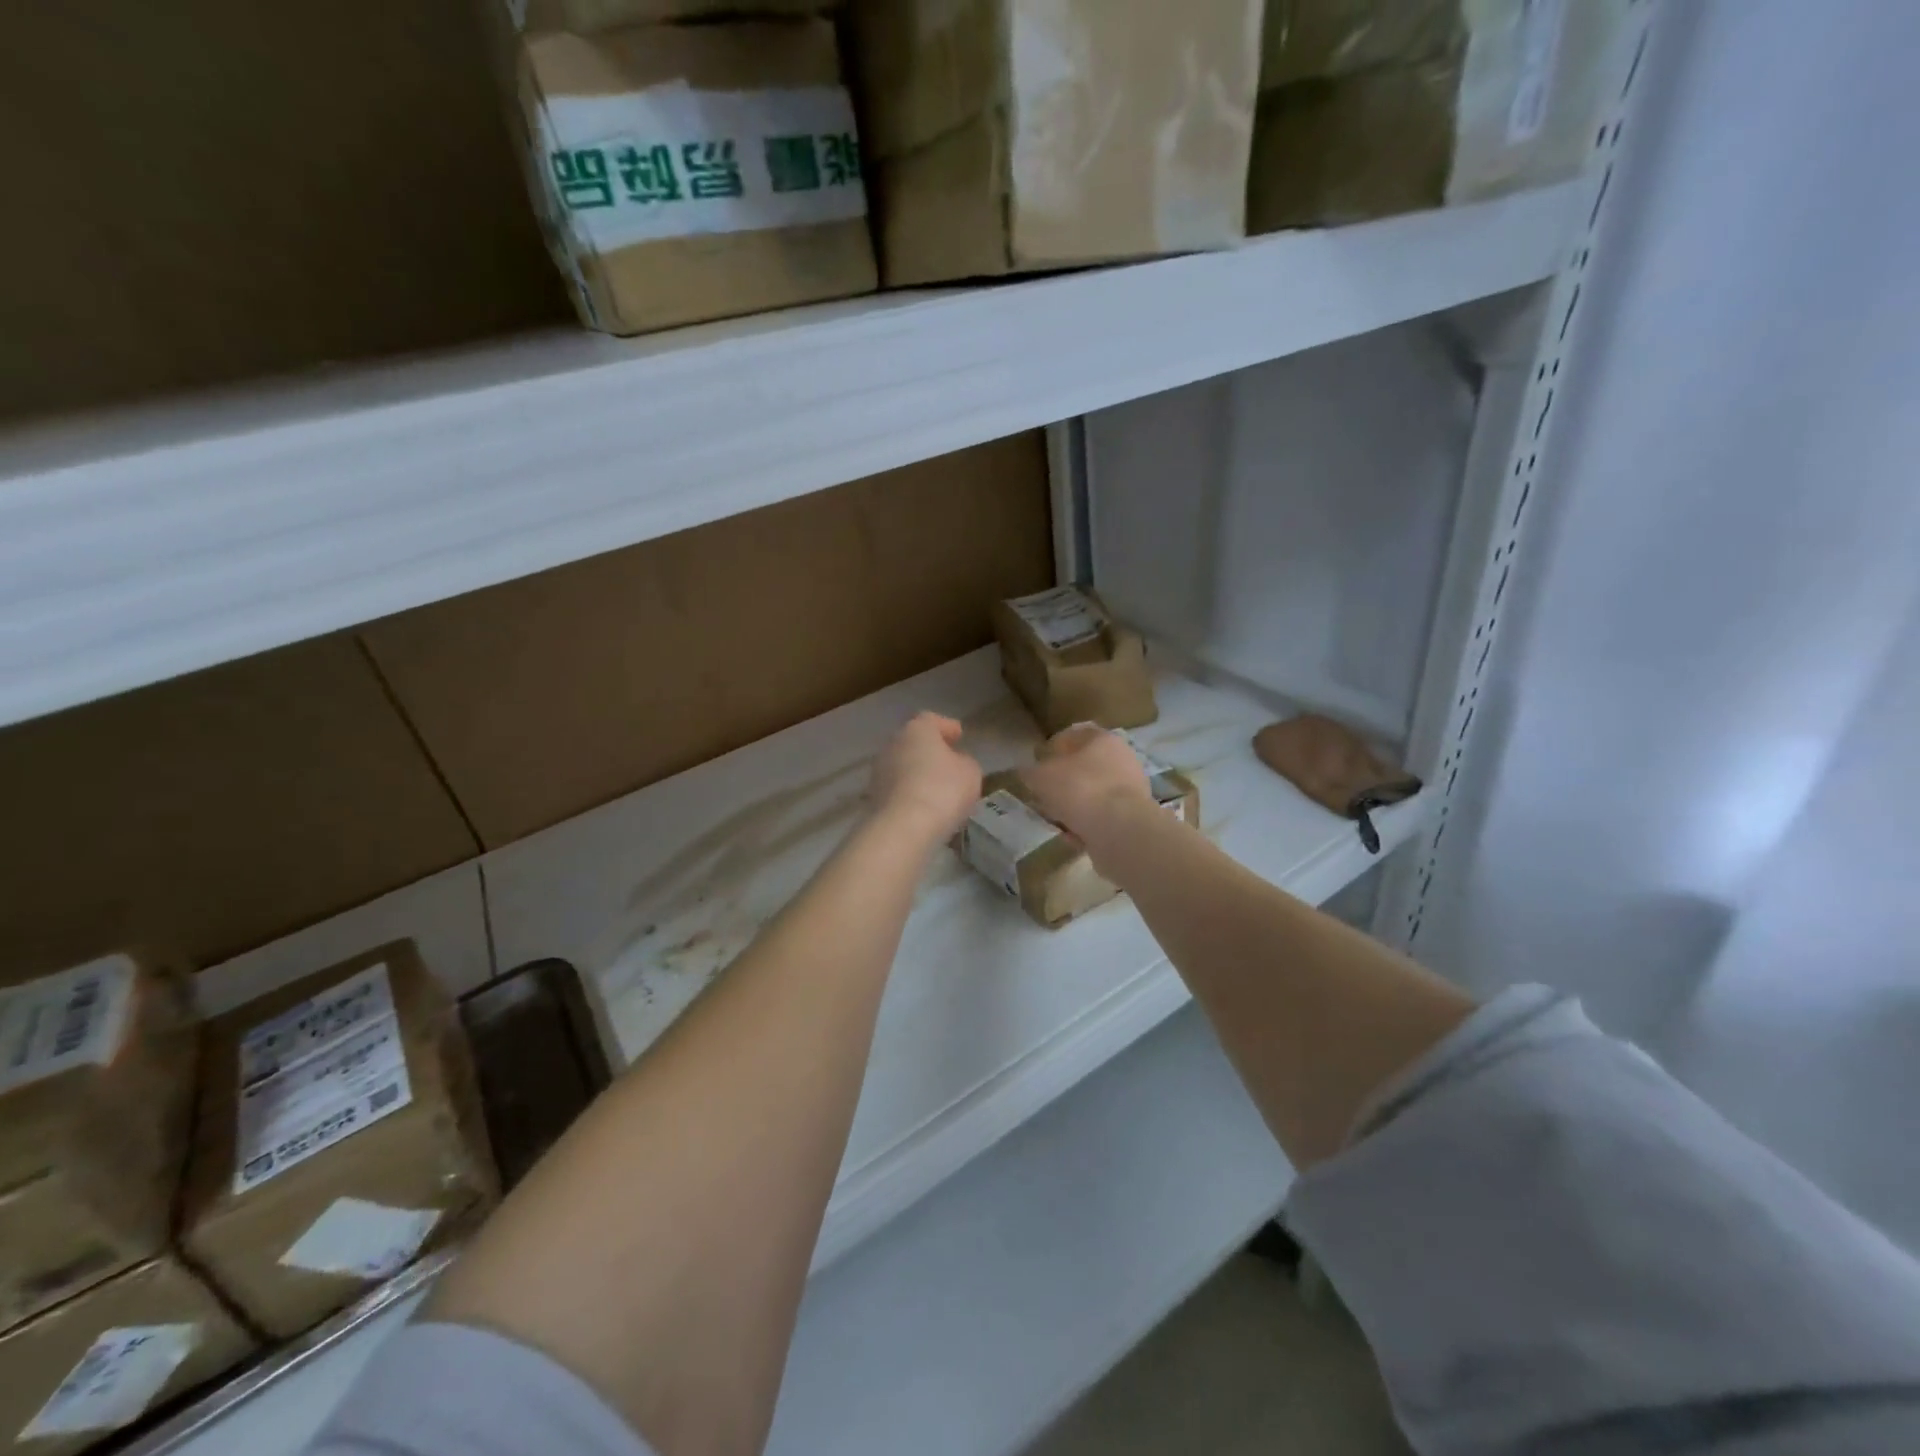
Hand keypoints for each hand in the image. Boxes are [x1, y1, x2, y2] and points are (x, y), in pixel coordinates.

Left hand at [869, 712, 982, 843]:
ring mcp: (879, 771)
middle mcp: (893, 744)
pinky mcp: (873, 796)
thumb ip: (965, 762)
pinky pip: (897, 788)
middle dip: (930, 751)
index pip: (931, 720)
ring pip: (903, 766)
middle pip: (914, 742)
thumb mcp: (970, 772)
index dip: (947, 727)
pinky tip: (924, 806)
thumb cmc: (943, 790)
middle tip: (949, 762)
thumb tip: (956, 764)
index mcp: (917, 729)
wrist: (903, 827)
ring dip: (918, 773)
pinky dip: (909, 793)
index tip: (959, 736)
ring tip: (938, 789)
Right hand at [1018, 724, 1153, 846]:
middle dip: (1062, 782)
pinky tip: (1074, 836)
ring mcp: (1131, 787)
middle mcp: (1121, 757)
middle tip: (1043, 796)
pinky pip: (1102, 816)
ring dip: (1074, 806)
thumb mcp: (1040, 777)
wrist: (1121, 830)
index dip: (1050, 750)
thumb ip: (1030, 772)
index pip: (1071, 735)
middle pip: (1083, 767)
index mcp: (1101, 738)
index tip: (1036, 766)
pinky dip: (1088, 824)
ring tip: (1056, 820)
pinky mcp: (1134, 815)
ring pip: (1092, 793)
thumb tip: (1026, 772)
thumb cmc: (1079, 790)